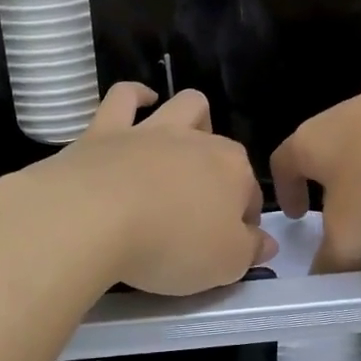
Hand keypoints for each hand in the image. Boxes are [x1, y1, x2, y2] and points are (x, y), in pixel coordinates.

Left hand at [7, 84, 275, 295]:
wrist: (94, 218)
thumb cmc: (171, 245)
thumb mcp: (224, 264)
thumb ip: (249, 251)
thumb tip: (266, 242)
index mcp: (232, 172)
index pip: (249, 194)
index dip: (244, 219)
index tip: (230, 244)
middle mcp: (197, 142)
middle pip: (222, 147)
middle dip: (222, 169)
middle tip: (203, 204)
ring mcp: (151, 131)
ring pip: (185, 106)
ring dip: (192, 119)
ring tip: (184, 143)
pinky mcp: (106, 130)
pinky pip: (125, 97)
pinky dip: (136, 96)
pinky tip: (140, 101)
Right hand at [272, 53, 360, 270]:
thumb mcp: (354, 232)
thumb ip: (335, 259)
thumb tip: (325, 278)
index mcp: (313, 142)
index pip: (283, 162)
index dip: (286, 190)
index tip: (298, 214)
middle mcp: (342, 110)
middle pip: (323, 137)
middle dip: (328, 168)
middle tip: (347, 201)